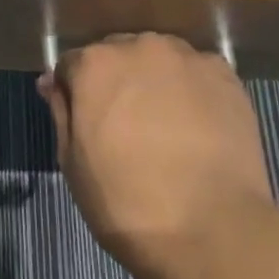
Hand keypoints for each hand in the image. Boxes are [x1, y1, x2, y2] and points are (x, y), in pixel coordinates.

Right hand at [39, 33, 278, 278]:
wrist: (213, 231)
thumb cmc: (126, 202)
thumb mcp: (72, 162)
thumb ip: (61, 112)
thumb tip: (52, 84)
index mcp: (94, 64)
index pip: (72, 64)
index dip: (75, 92)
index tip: (84, 121)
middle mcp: (139, 47)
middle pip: (118, 55)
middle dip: (116, 82)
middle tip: (125, 125)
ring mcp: (187, 58)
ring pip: (159, 60)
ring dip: (155, 81)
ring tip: (165, 125)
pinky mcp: (226, 77)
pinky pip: (197, 74)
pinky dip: (192, 91)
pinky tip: (197, 126)